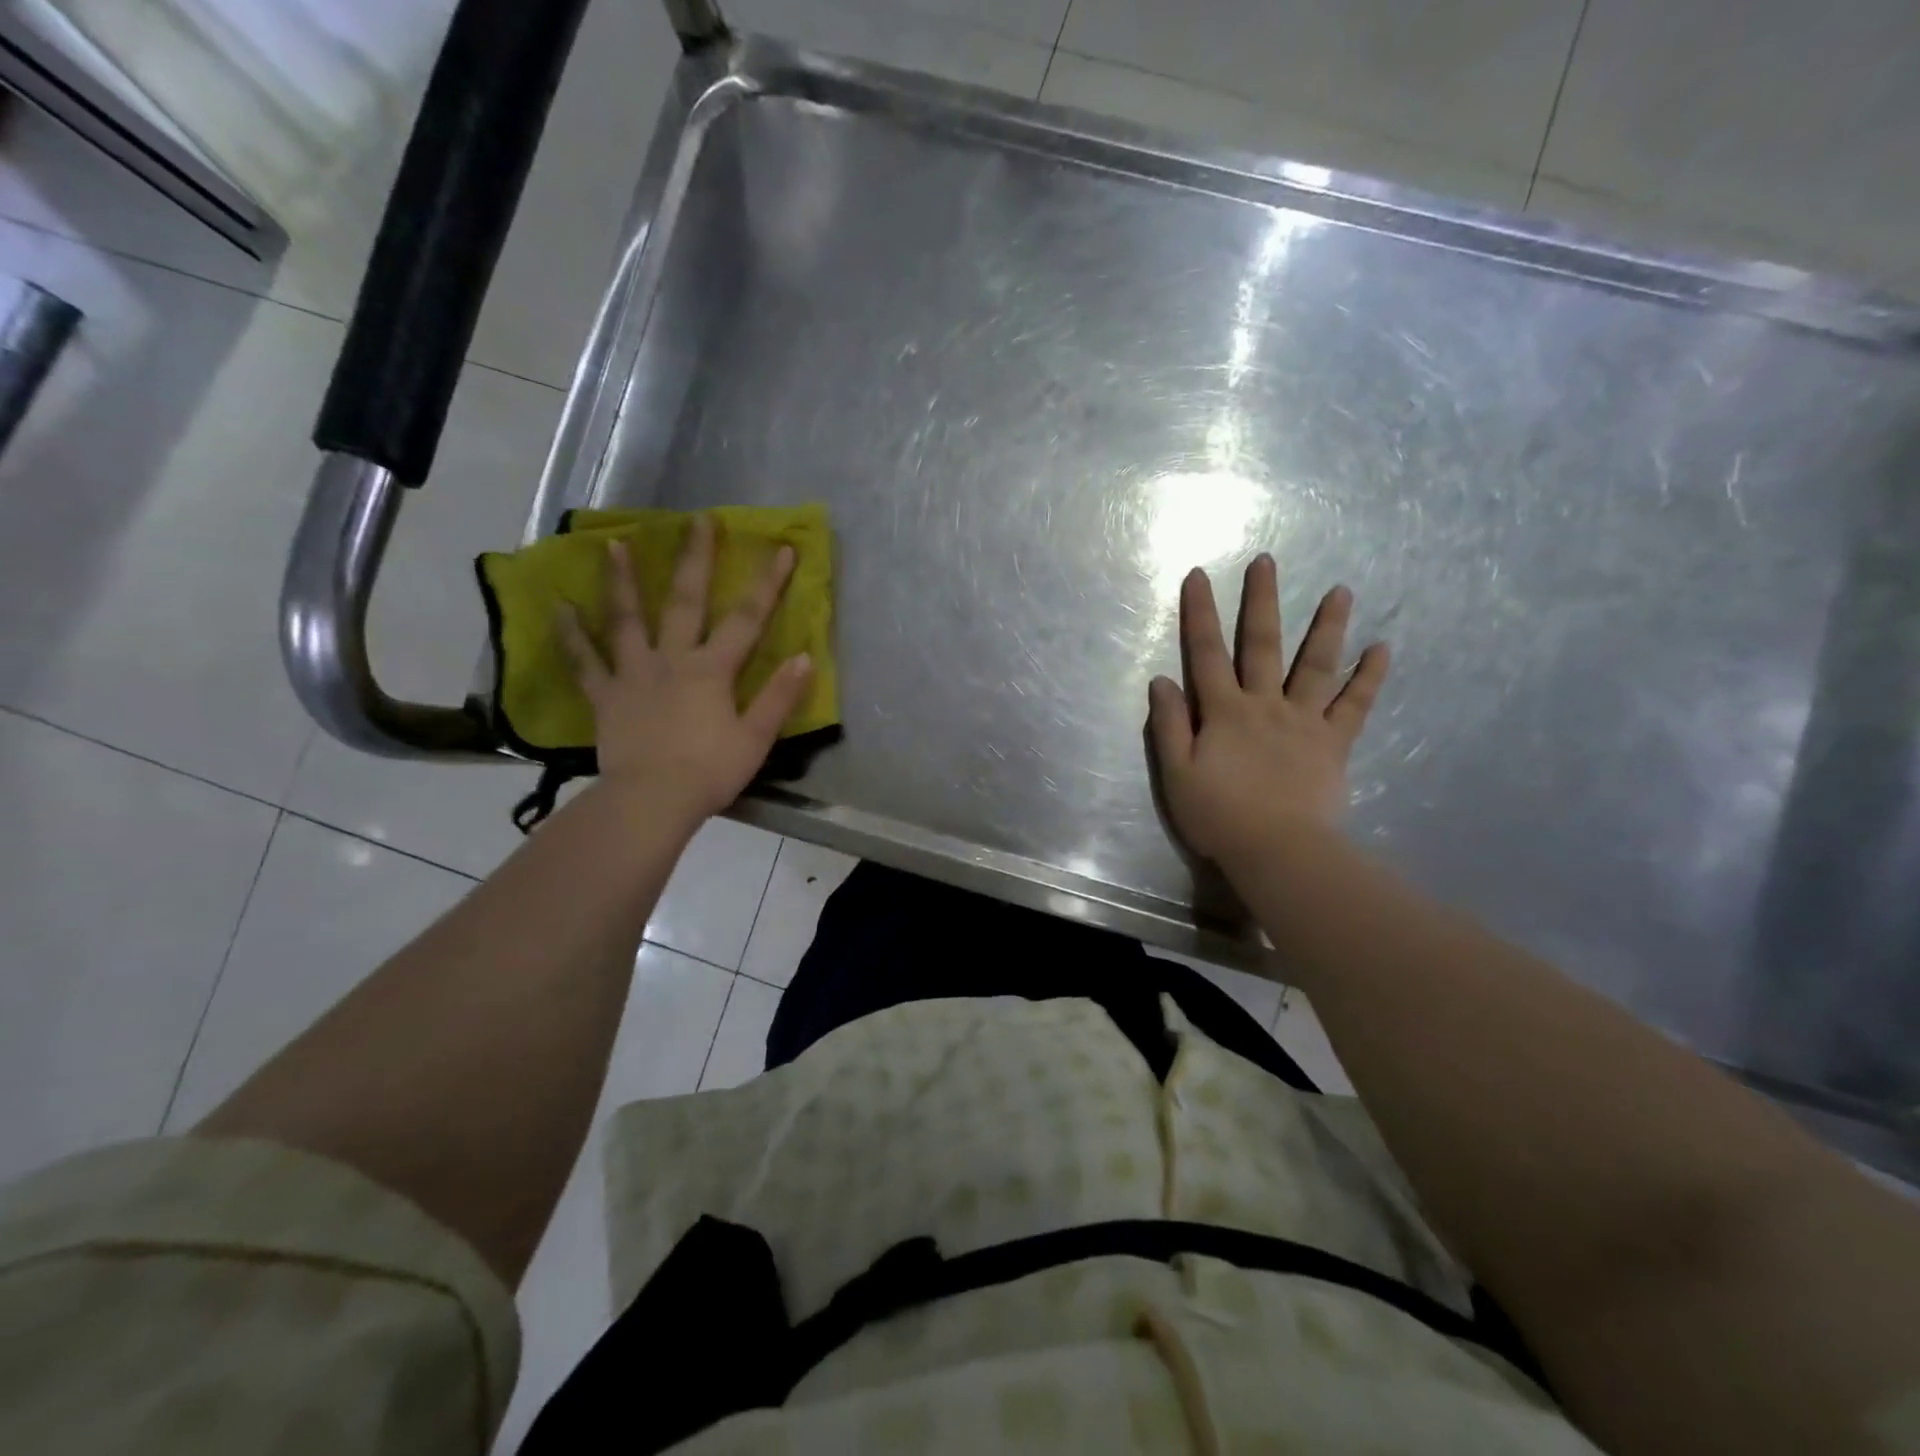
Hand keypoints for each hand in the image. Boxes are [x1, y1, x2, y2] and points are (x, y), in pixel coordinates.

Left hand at [558, 515, 812, 826]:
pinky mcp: (606, 696)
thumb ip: (779, 696)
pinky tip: (560, 609)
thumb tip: (805, 657)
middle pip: (685, 602)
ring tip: (612, 544)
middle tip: (697, 520)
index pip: (747, 619)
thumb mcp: (756, 738)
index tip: (780, 548)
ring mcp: (634, 674)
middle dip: (695, 559)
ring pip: (626, 620)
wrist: (652, 801)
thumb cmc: (710, 771)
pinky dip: (571, 636)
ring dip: (621, 581)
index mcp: (712, 670)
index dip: (767, 583)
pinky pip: (585, 662)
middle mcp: (672, 660)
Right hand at [1148, 554, 1388, 867]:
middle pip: (1262, 645)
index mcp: (1224, 712)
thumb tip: (1163, 679)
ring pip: (1316, 665)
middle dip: (1261, 601)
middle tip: (1266, 561)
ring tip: (1341, 590)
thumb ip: (1168, 725)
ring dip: (1327, 626)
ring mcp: (1304, 721)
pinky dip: (1369, 677)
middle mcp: (1265, 705)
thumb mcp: (1176, 774)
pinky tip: (1383, 649)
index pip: (1206, 653)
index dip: (1199, 613)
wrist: (1278, 850)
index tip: (1198, 575)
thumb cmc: (1219, 815)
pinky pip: (1355, 705)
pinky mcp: (1334, 743)